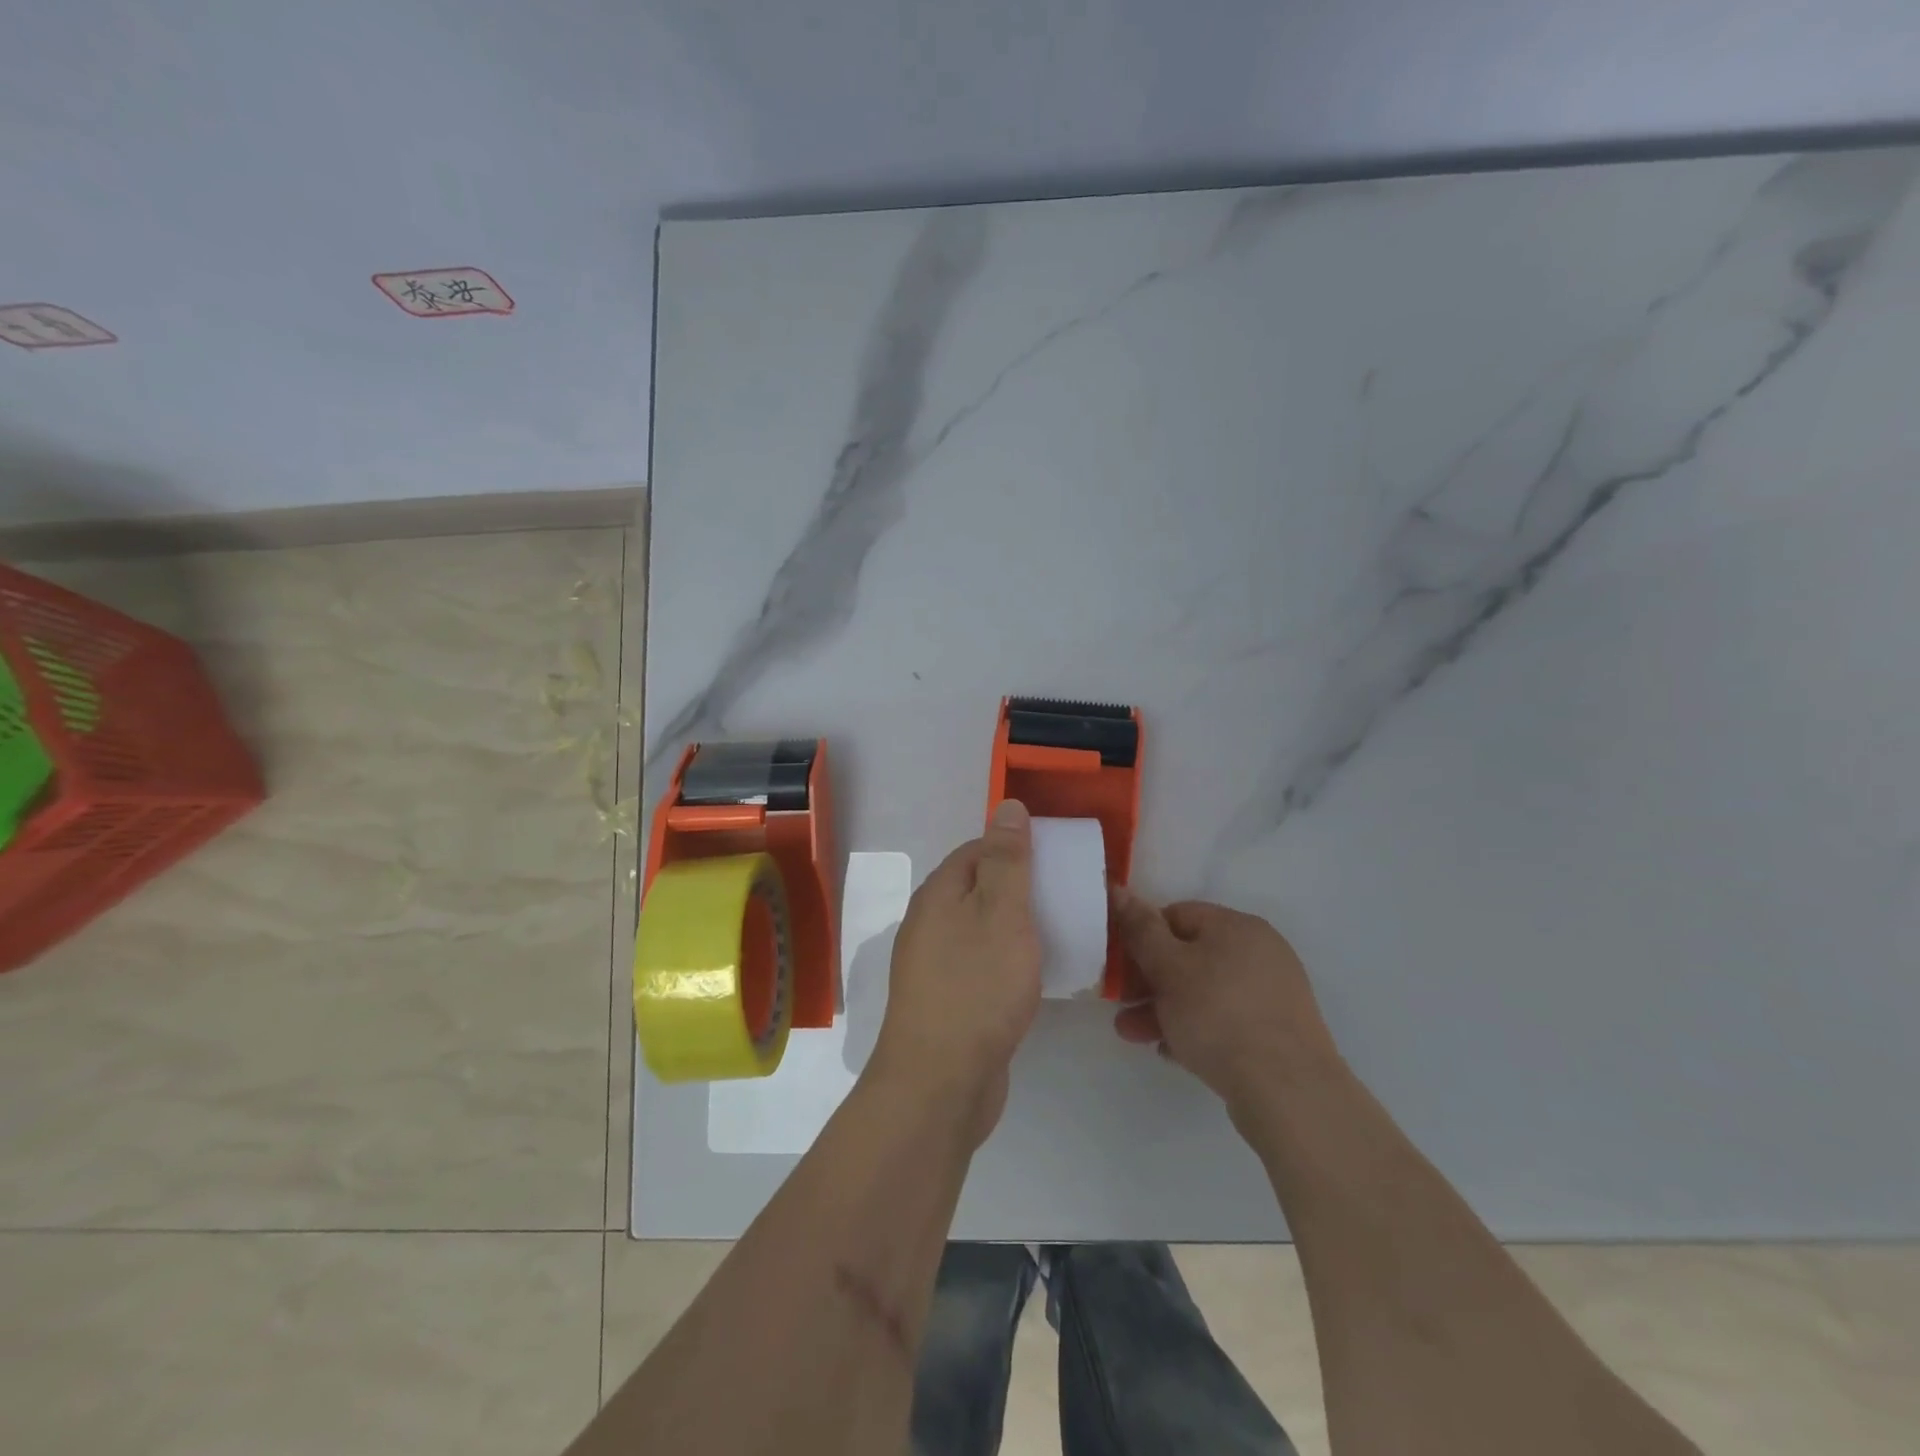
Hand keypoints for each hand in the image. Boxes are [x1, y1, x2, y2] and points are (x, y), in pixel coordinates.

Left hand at [868, 800, 1042, 1145]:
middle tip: (1065, 897)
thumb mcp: (1001, 914)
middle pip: (978, 890)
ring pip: (981, 930)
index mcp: (939, 895)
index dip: (1015, 848)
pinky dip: (1008, 961)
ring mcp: (935, 966)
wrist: (940, 1083)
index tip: (1056, 860)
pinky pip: (981, 966)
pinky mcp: (948, 1002)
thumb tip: (1007, 806)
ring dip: (1016, 927)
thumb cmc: (976, 987)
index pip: (977, 851)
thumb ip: (1007, 860)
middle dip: (1020, 888)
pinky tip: (1034, 976)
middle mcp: (929, 924)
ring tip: (1059, 933)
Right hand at [1110, 888, 1345, 1118]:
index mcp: (1237, 926)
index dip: (1143, 937)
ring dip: (1165, 1009)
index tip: (1120, 966)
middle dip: (1148, 982)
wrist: (1287, 1092)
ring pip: (1204, 992)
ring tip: (1135, 1036)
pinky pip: (1225, 1020)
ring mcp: (1272, 993)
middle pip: (1189, 956)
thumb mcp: (1168, 968)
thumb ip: (1140, 929)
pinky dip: (1196, 1029)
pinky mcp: (1277, 1031)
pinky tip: (1174, 1052)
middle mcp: (1259, 952)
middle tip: (1121, 1007)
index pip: (1177, 915)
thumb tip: (1119, 890)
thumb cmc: (1218, 1015)